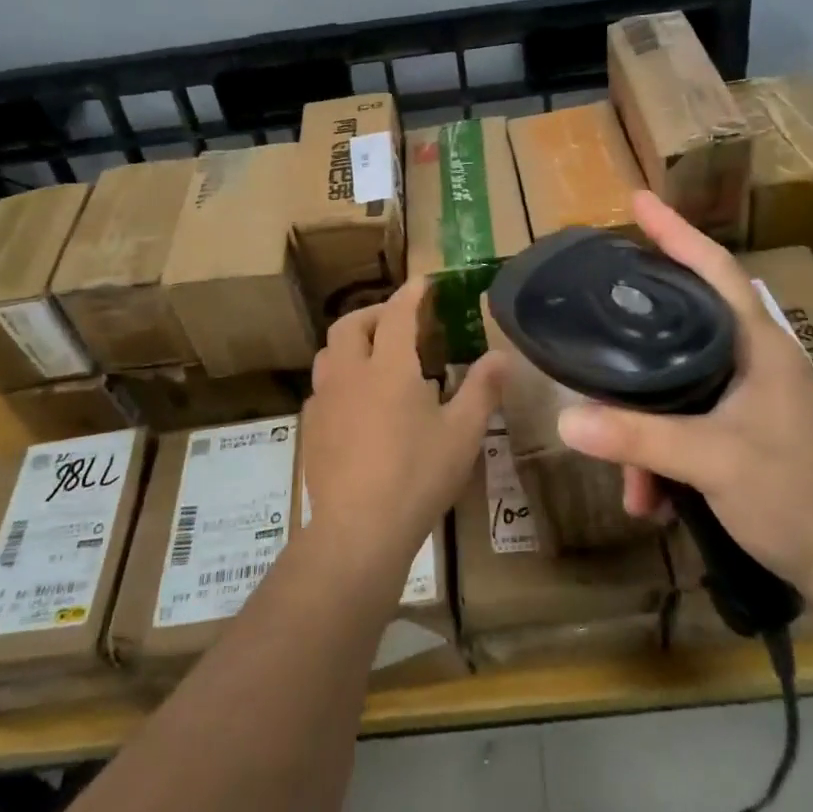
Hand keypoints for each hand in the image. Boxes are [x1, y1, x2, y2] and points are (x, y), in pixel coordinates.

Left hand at [299, 279, 501, 582]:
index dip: (412, 294)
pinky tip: (355, 401)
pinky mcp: (310, 427)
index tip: (423, 282)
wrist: (357, 529)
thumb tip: (502, 355)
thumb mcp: (462, 433)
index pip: (399, 314)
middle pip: (351, 324)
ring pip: (329, 352)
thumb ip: (482, 389)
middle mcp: (350, 373)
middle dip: (375, 312)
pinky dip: (340, 376)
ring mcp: (324, 400)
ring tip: (374, 355)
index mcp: (389, 367)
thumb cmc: (417, 475)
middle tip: (399, 321)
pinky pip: (322, 386)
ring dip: (351, 341)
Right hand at [555, 192, 812, 602]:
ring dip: (645, 431)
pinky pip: (686, 426)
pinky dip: (662, 456)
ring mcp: (748, 399)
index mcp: (757, 346)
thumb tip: (564, 420)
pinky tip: (650, 499)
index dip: (676, 232)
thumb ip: (639, 439)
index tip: (638, 200)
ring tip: (630, 481)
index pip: (714, 270)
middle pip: (683, 323)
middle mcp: (751, 361)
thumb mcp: (713, 461)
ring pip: (677, 388)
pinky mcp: (743, 432)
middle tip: (597, 310)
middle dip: (638, 330)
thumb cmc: (796, 494)